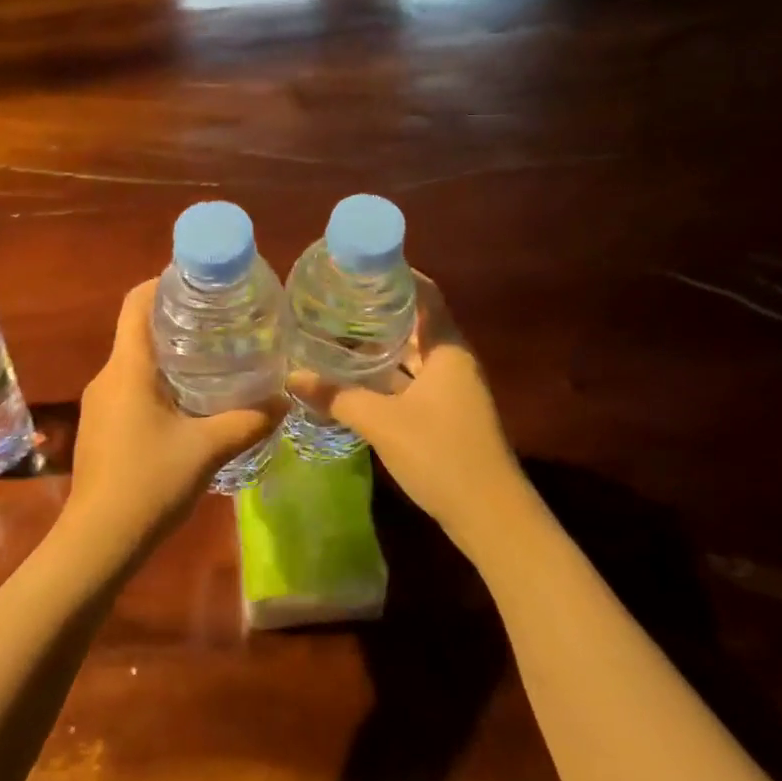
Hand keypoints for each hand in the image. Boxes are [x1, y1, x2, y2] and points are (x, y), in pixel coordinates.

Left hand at [62, 281, 279, 558]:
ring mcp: (100, 403)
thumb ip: (248, 420)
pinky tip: (190, 403)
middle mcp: (108, 377)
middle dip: (178, 320)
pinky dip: (159, 383)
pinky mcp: (101, 427)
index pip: (136, 303)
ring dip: (170, 355)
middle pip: (139, 330)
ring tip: (214, 358)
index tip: (200, 282)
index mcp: (127, 368)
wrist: (98, 541)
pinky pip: (131, 388)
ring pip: (136, 363)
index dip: (164, 282)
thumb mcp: (207, 448)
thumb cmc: (149, 483)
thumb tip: (285, 399)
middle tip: (222, 321)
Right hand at [292, 275, 526, 551]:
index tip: (359, 265)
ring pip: (412, 355)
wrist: (490, 515)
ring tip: (336, 330)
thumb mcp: (382, 422)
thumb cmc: (441, 454)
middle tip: (335, 297)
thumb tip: (291, 376)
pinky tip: (354, 378)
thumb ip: (337, 397)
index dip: (396, 274)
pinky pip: (411, 380)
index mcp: (447, 349)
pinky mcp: (445, 414)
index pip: (425, 294)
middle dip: (379, 309)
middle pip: (416, 322)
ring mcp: (451, 390)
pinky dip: (386, 375)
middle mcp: (452, 361)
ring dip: (380, 345)